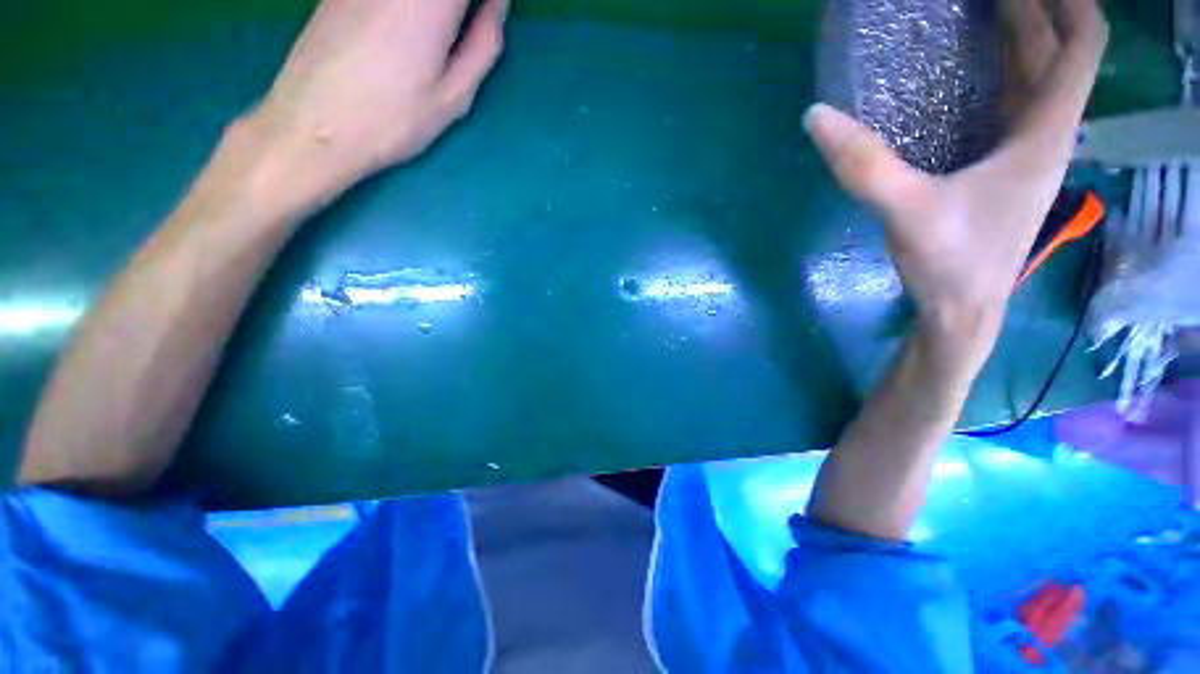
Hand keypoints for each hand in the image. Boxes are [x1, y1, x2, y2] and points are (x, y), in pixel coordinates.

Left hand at [240, 0, 508, 208]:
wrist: (315, 125)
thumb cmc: (395, 119)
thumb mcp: (454, 95)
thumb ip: (483, 44)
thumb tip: (497, 4)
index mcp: (432, 1)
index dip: (483, 2)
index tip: (487, 16)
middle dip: (455, 9)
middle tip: (462, 30)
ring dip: (433, 12)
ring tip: (433, 41)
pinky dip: (404, 10)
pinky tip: (398, 36)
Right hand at [804, 0, 1107, 369]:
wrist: (962, 309)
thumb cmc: (952, 263)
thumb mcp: (907, 213)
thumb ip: (865, 166)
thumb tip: (816, 116)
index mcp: (1045, 132)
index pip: (1082, 44)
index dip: (1066, 0)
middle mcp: (1044, 132)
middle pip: (1056, 52)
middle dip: (1031, 10)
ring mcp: (1023, 150)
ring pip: (1035, 76)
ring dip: (1017, 37)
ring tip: (977, 11)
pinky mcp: (999, 166)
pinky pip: (1009, 102)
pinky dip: (996, 73)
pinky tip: (962, 70)